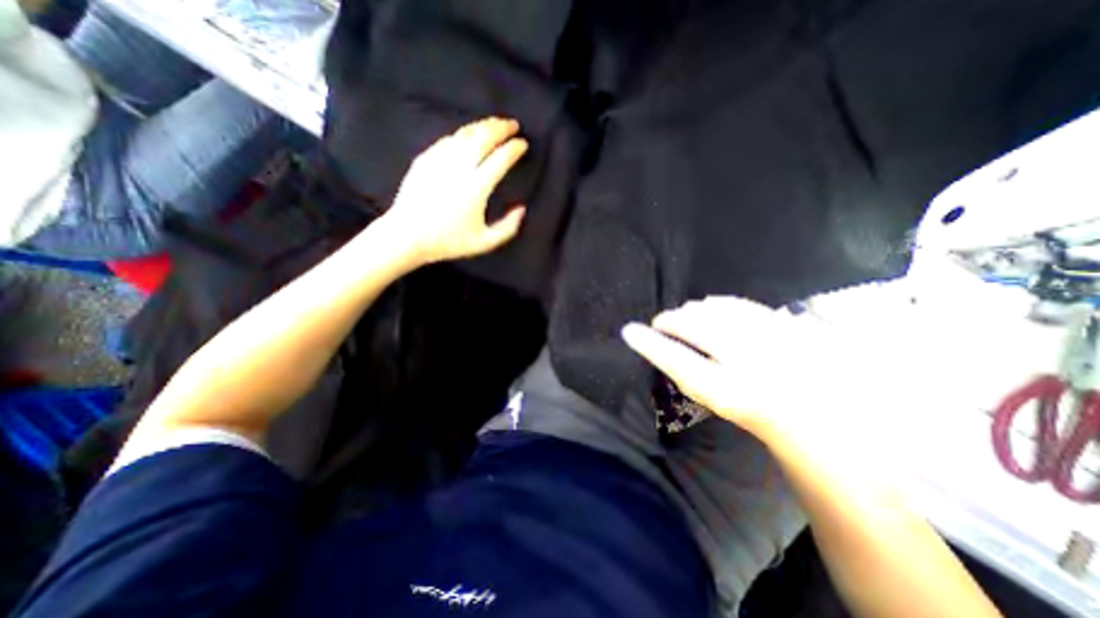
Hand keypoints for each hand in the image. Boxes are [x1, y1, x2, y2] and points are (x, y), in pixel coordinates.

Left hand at [382, 115, 527, 262]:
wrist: (407, 236)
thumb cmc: (448, 242)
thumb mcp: (485, 243)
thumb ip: (508, 228)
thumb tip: (522, 209)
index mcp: (476, 188)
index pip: (501, 158)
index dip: (514, 148)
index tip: (523, 144)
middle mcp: (459, 168)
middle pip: (484, 138)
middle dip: (501, 128)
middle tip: (513, 125)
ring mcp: (440, 160)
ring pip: (465, 134)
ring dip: (483, 126)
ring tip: (494, 124)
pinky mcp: (425, 159)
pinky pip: (448, 140)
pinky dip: (463, 134)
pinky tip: (469, 135)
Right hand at [622, 294, 873, 449]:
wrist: (836, 419)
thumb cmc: (769, 417)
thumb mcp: (727, 405)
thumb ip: (697, 377)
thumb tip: (667, 349)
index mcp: (730, 392)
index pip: (677, 362)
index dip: (649, 345)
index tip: (628, 331)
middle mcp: (747, 362)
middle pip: (694, 328)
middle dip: (670, 321)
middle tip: (660, 322)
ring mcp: (770, 340)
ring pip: (716, 312)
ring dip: (692, 311)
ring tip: (683, 314)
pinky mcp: (788, 326)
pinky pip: (742, 305)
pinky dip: (719, 303)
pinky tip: (711, 304)